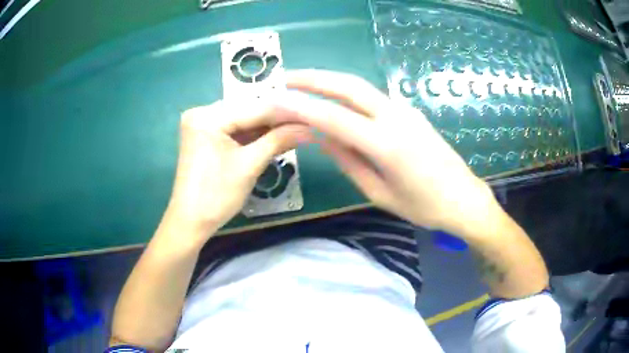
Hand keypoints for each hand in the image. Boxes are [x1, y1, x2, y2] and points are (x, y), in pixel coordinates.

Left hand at [166, 99, 310, 243]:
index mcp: (207, 117)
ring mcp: (202, 123)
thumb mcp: (249, 166)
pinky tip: (275, 136)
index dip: (286, 112)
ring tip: (297, 128)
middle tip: (307, 122)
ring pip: (243, 120)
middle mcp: (202, 112)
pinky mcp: (205, 135)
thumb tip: (310, 128)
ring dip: (267, 127)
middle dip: (277, 119)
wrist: (190, 222)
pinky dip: (253, 135)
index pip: (254, 108)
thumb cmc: (216, 196)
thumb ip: (279, 140)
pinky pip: (234, 129)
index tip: (313, 114)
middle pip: (248, 111)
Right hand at [276, 70, 496, 235]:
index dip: (301, 107)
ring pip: (361, 87)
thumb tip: (321, 137)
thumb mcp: (379, 192)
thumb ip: (349, 161)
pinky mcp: (411, 111)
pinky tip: (335, 98)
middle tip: (285, 77)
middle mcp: (396, 117)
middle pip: (348, 86)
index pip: (333, 118)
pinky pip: (374, 97)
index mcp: (386, 144)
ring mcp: (406, 110)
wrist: (463, 198)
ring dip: (330, 81)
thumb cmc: (423, 206)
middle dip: (314, 78)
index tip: (275, 101)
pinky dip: (348, 92)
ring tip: (302, 83)